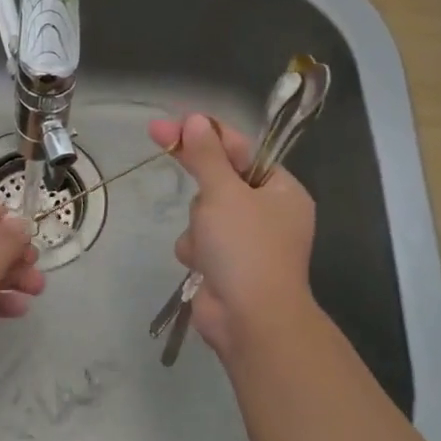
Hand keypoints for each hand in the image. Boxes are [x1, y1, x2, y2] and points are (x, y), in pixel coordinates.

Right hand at [147, 113, 317, 363]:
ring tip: (206, 242)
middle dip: (201, 186)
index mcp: (281, 191)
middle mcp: (268, 214)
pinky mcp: (225, 266)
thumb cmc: (245, 248)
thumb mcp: (223, 193)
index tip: (168, 123)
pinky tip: (202, 265)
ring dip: (196, 224)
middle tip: (158, 139)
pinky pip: (199, 242)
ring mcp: (247, 242)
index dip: (203, 133)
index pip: (240, 149)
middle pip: (219, 180)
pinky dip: (195, 250)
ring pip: (204, 213)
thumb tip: (196, 121)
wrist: (250, 320)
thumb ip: (206, 156)